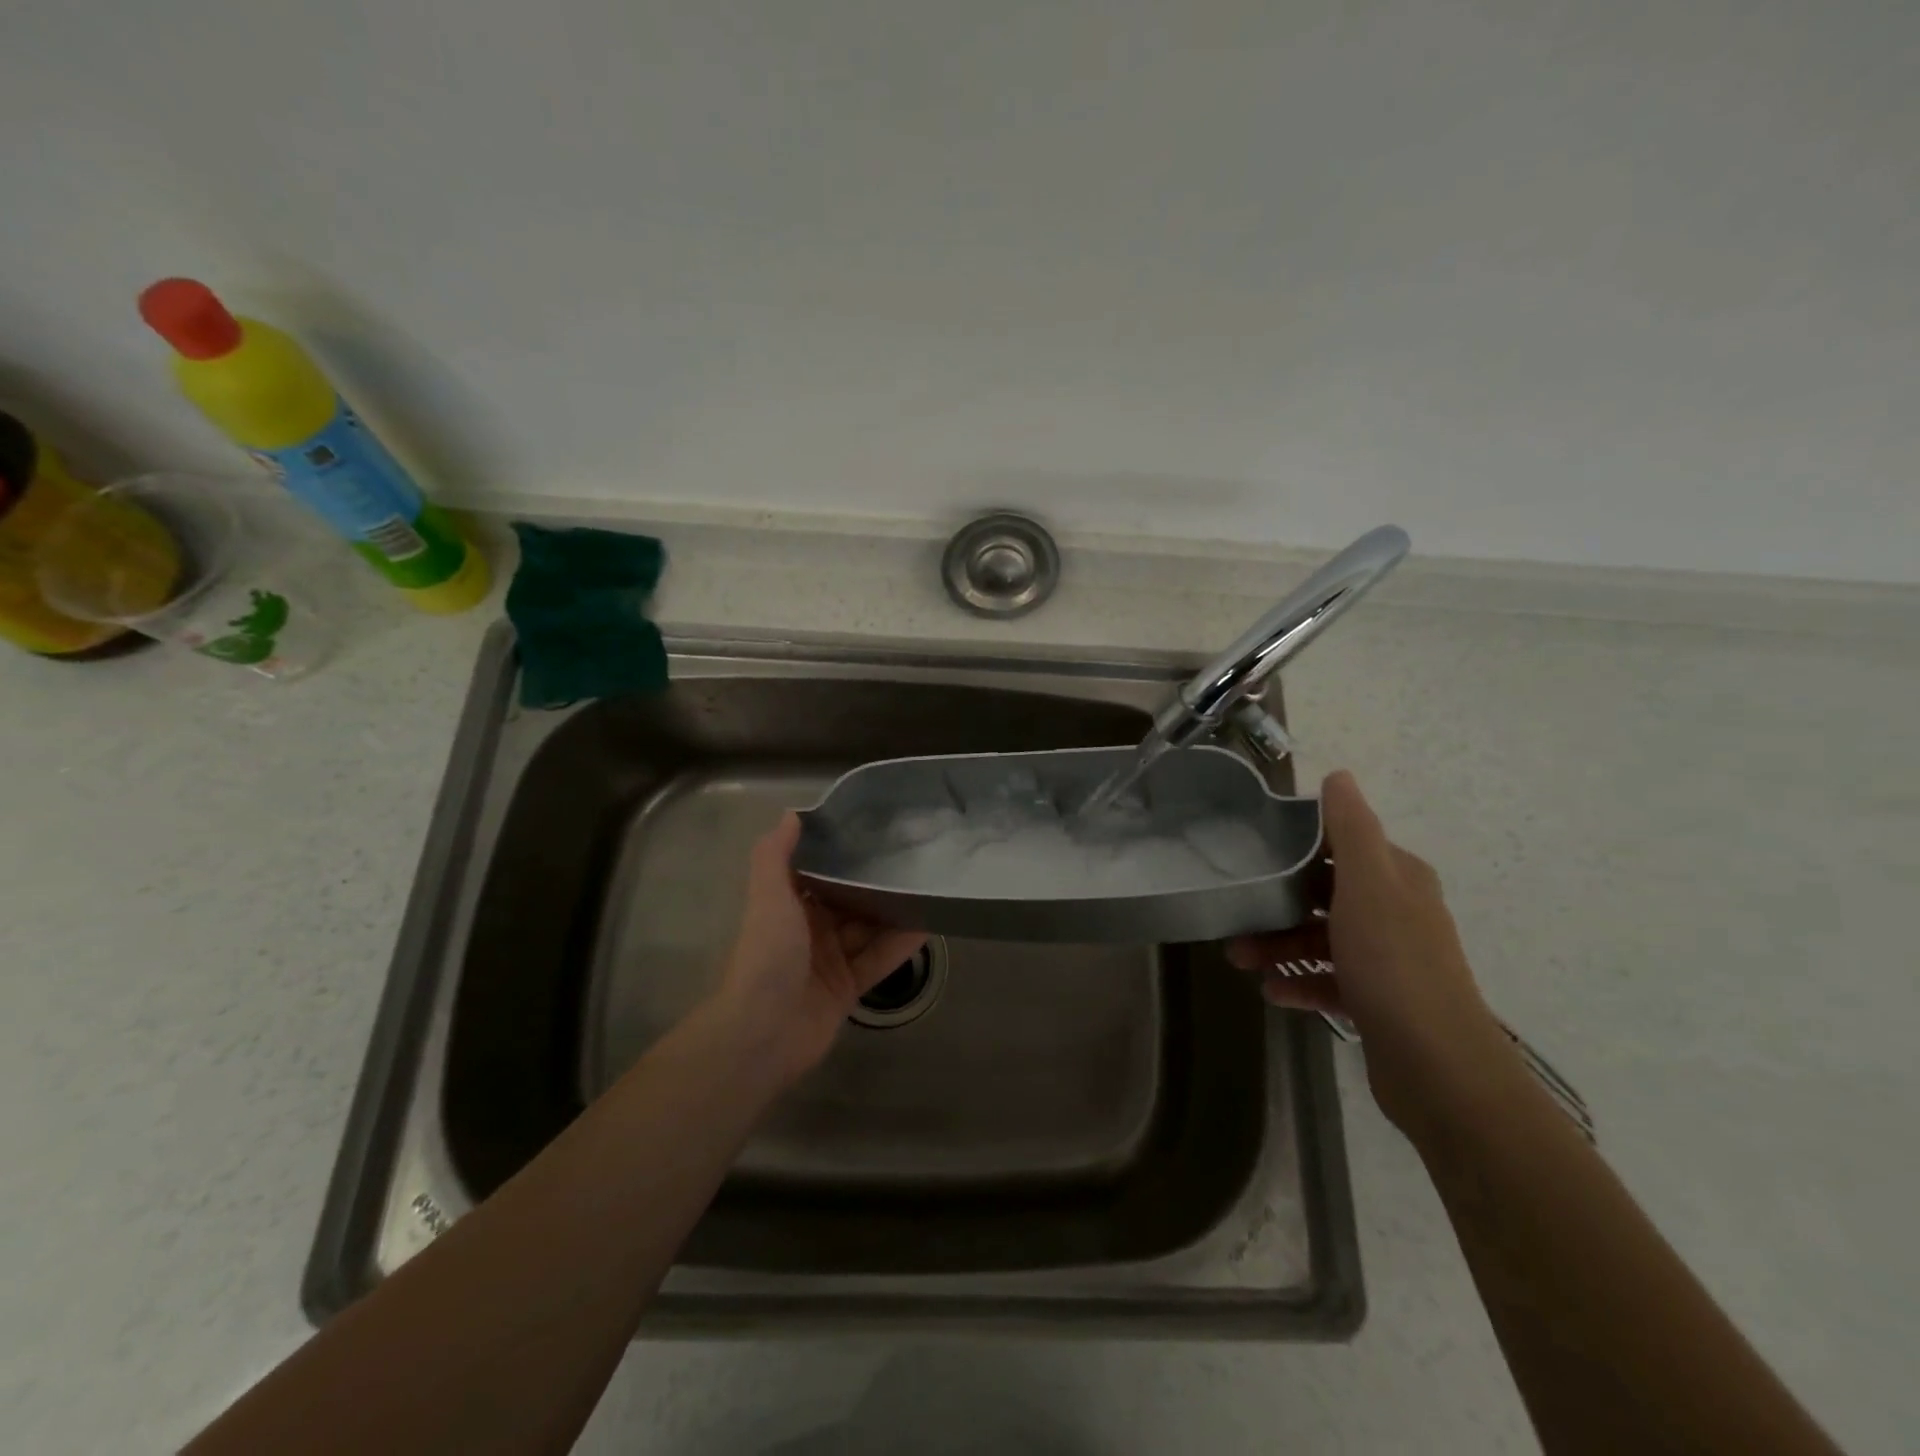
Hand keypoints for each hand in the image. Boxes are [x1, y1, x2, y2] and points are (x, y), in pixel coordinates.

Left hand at [713, 812, 927, 1086]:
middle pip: (848, 900)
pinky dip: (900, 945)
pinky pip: (878, 960)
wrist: (763, 1034)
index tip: (874, 830)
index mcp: (787, 906)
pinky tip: (928, 925)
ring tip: (928, 885)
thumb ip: (775, 855)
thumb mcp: (769, 897)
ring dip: (893, 911)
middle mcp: (808, 930)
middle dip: (874, 882)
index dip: (842, 853)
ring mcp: (830, 961)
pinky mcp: (848, 989)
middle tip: (913, 856)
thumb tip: (792, 814)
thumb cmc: (767, 956)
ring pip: (867, 929)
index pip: (818, 872)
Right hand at [1227, 770, 1507, 1133]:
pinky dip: (1300, 983)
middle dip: (1278, 902)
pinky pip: (1329, 982)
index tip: (1253, 850)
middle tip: (1236, 913)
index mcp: (1398, 879)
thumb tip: (1338, 776)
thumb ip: (1351, 829)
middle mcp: (1397, 914)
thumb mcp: (1367, 884)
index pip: (1342, 846)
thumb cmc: (1393, 964)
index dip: (1298, 844)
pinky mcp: (1379, 1002)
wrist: (1438, 1067)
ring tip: (1239, 959)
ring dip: (1280, 946)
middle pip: (1325, 894)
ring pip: (1322, 940)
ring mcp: (1389, 961)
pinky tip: (1272, 992)